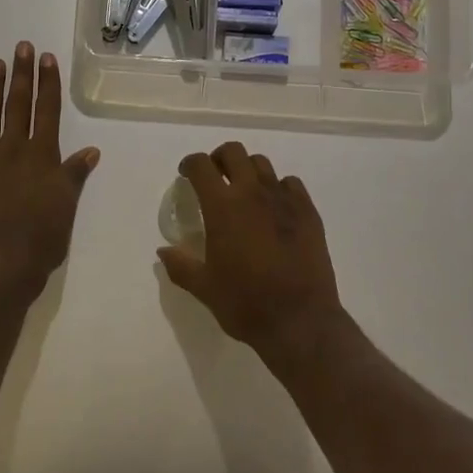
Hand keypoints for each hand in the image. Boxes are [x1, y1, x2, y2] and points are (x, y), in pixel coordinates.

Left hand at [0, 42, 99, 305]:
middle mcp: (13, 151)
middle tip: (21, 47)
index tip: (46, 58)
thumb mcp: (66, 207)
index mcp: (42, 157)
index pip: (47, 112)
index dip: (48, 84)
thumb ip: (74, 176)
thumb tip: (91, 150)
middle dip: (21, 75)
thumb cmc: (40, 240)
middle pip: (18, 106)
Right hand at [157, 141, 346, 360]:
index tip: (186, 175)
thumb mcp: (204, 288)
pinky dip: (278, 187)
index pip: (201, 166)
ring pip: (262, 164)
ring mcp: (284, 199)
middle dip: (219, 159)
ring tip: (245, 192)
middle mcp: (253, 193)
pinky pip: (290, 184)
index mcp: (223, 207)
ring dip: (248, 170)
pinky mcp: (308, 211)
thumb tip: (163, 252)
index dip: (190, 164)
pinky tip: (275, 208)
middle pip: (234, 152)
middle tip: (215, 177)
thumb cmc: (246, 304)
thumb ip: (181, 266)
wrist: (300, 320)